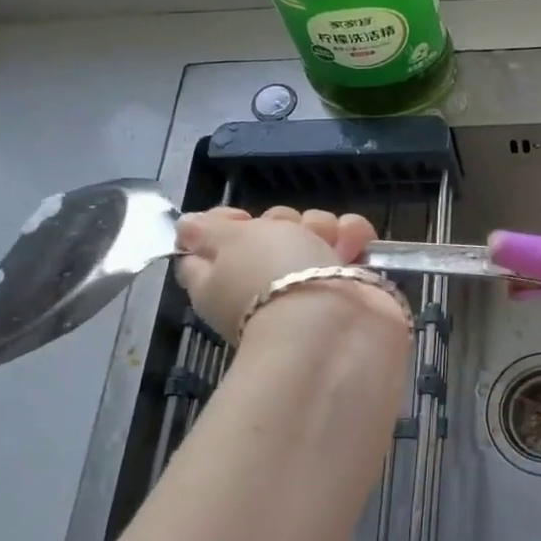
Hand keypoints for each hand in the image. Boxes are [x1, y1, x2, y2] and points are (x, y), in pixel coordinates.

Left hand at [175, 205, 381, 341]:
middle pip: (268, 232)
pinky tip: (355, 247)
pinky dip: (354, 237)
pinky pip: (349, 241)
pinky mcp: (347, 282)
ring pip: (312, 231)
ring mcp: (308, 282)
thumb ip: (207, 230)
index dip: (222, 225)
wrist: (335, 322)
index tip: (239, 218)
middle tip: (286, 234)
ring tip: (330, 243)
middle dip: (282, 221)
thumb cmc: (272, 277)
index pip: (207, 248)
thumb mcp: (230, 243)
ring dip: (323, 227)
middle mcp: (263, 282)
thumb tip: (185, 227)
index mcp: (219, 280)